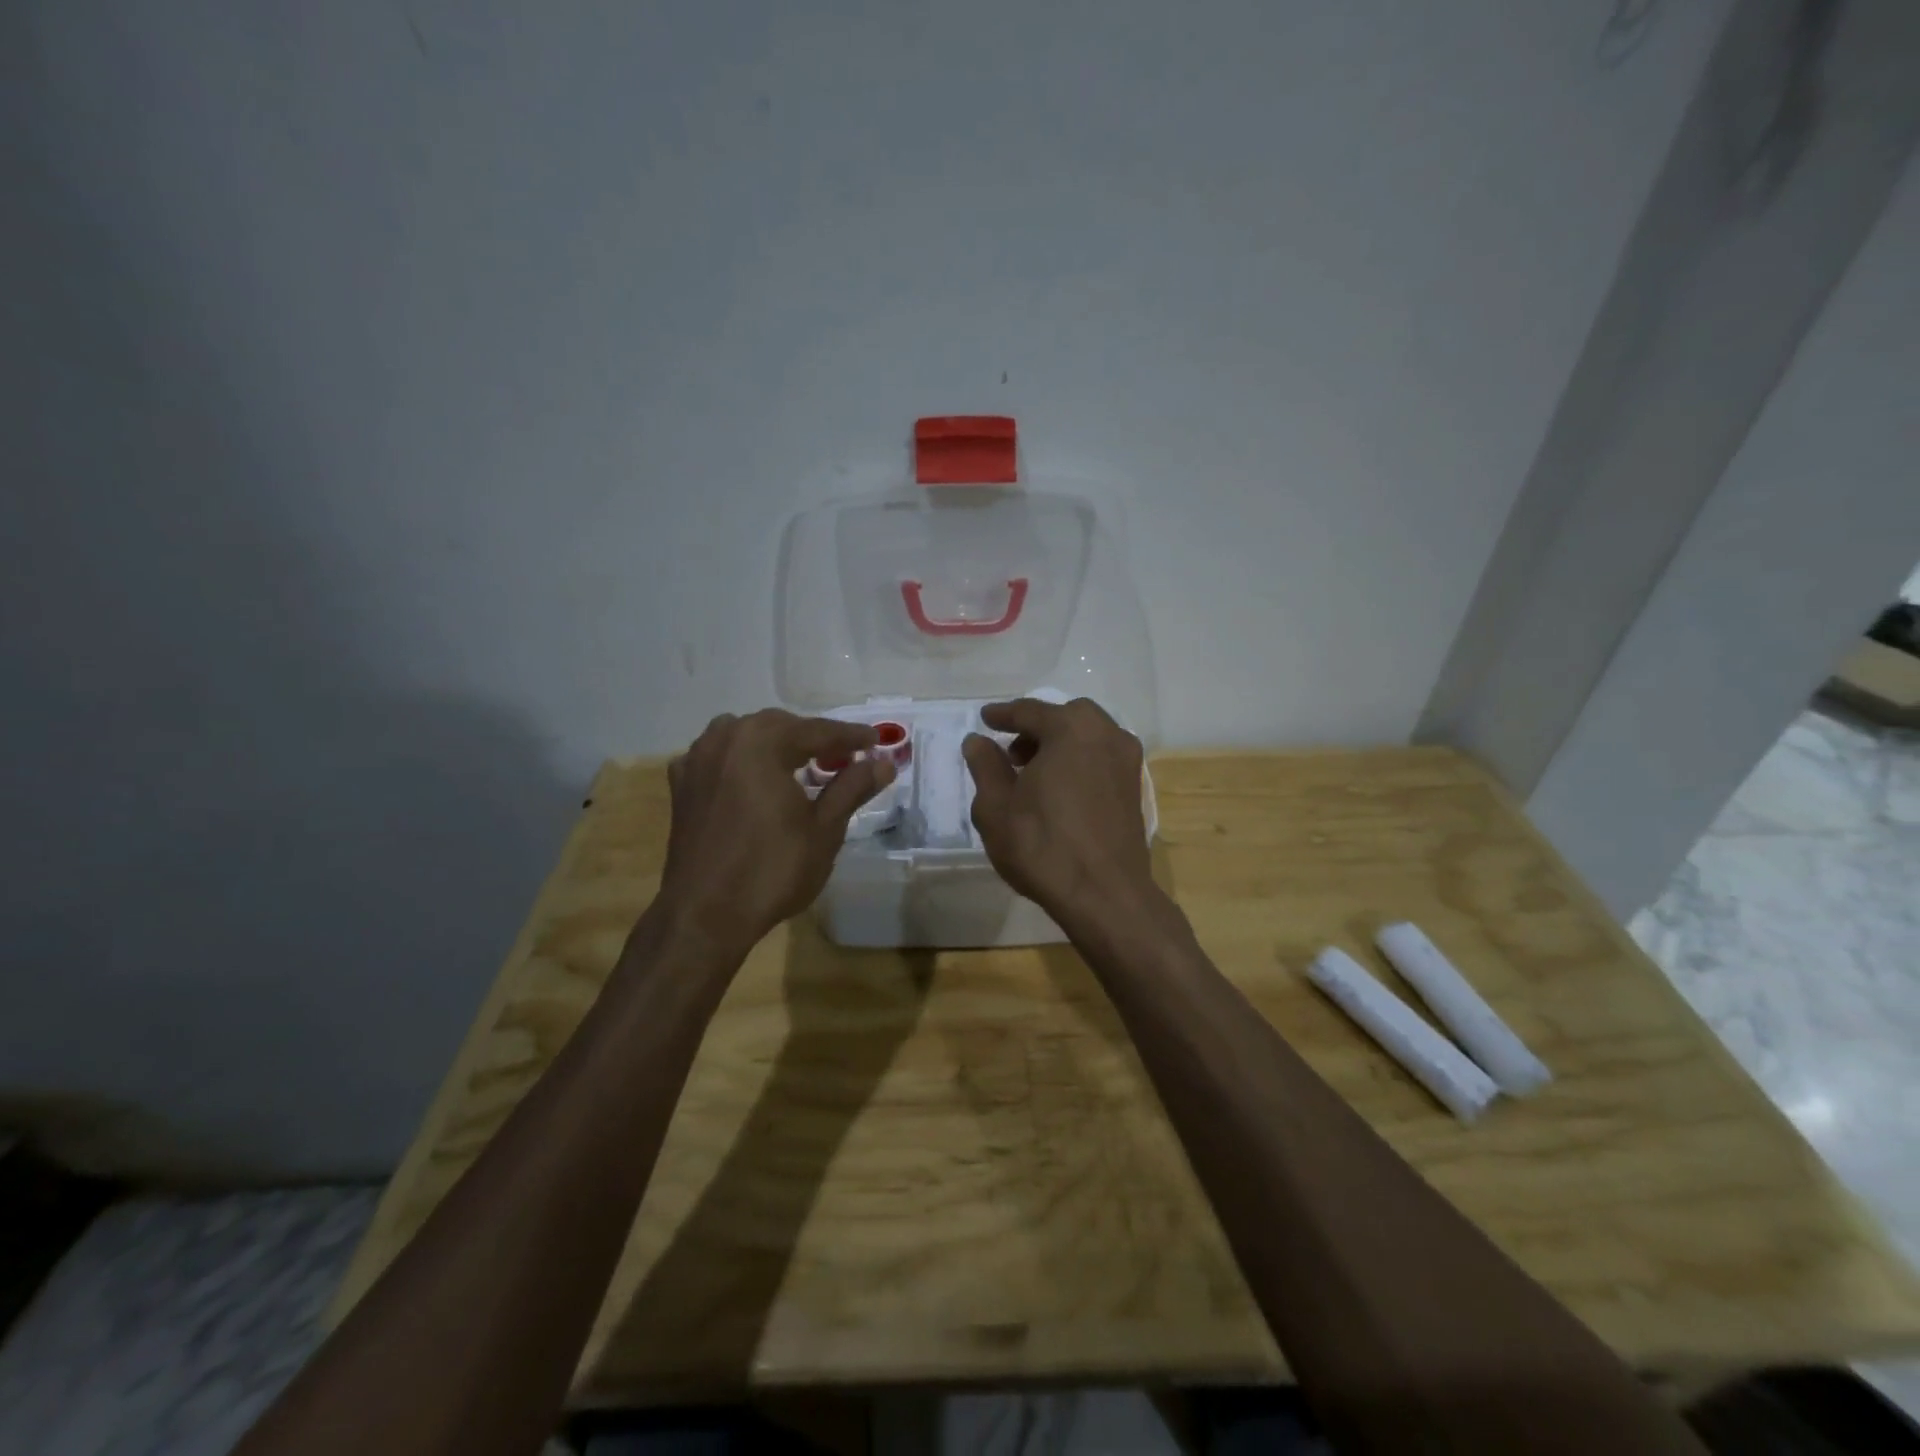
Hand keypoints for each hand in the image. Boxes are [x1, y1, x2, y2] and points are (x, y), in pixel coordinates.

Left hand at [657, 710, 892, 953]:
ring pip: (745, 735)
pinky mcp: (682, 785)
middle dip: (813, 738)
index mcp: (761, 743)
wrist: (704, 915)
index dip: (850, 736)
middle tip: (844, 757)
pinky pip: (718, 756)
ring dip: (776, 743)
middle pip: (779, 726)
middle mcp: (725, 739)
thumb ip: (852, 787)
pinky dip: (742, 759)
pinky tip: (753, 778)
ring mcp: (697, 760)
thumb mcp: (824, 829)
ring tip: (800, 764)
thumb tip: (883, 763)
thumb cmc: (772, 870)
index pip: (816, 730)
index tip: (877, 741)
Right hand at [963, 698, 1153, 925]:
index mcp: (1071, 729)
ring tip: (1033, 773)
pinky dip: (1079, 761)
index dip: (1003, 715)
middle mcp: (1106, 734)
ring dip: (1059, 745)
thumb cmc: (1042, 846)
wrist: (1104, 894)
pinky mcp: (1134, 788)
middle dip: (1036, 728)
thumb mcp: (996, 806)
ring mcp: (1127, 761)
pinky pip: (1101, 759)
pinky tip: (1060, 789)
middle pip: (1065, 717)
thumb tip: (978, 741)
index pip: (1030, 711)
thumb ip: (985, 766)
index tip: (985, 719)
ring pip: (1087, 737)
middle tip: (1011, 752)